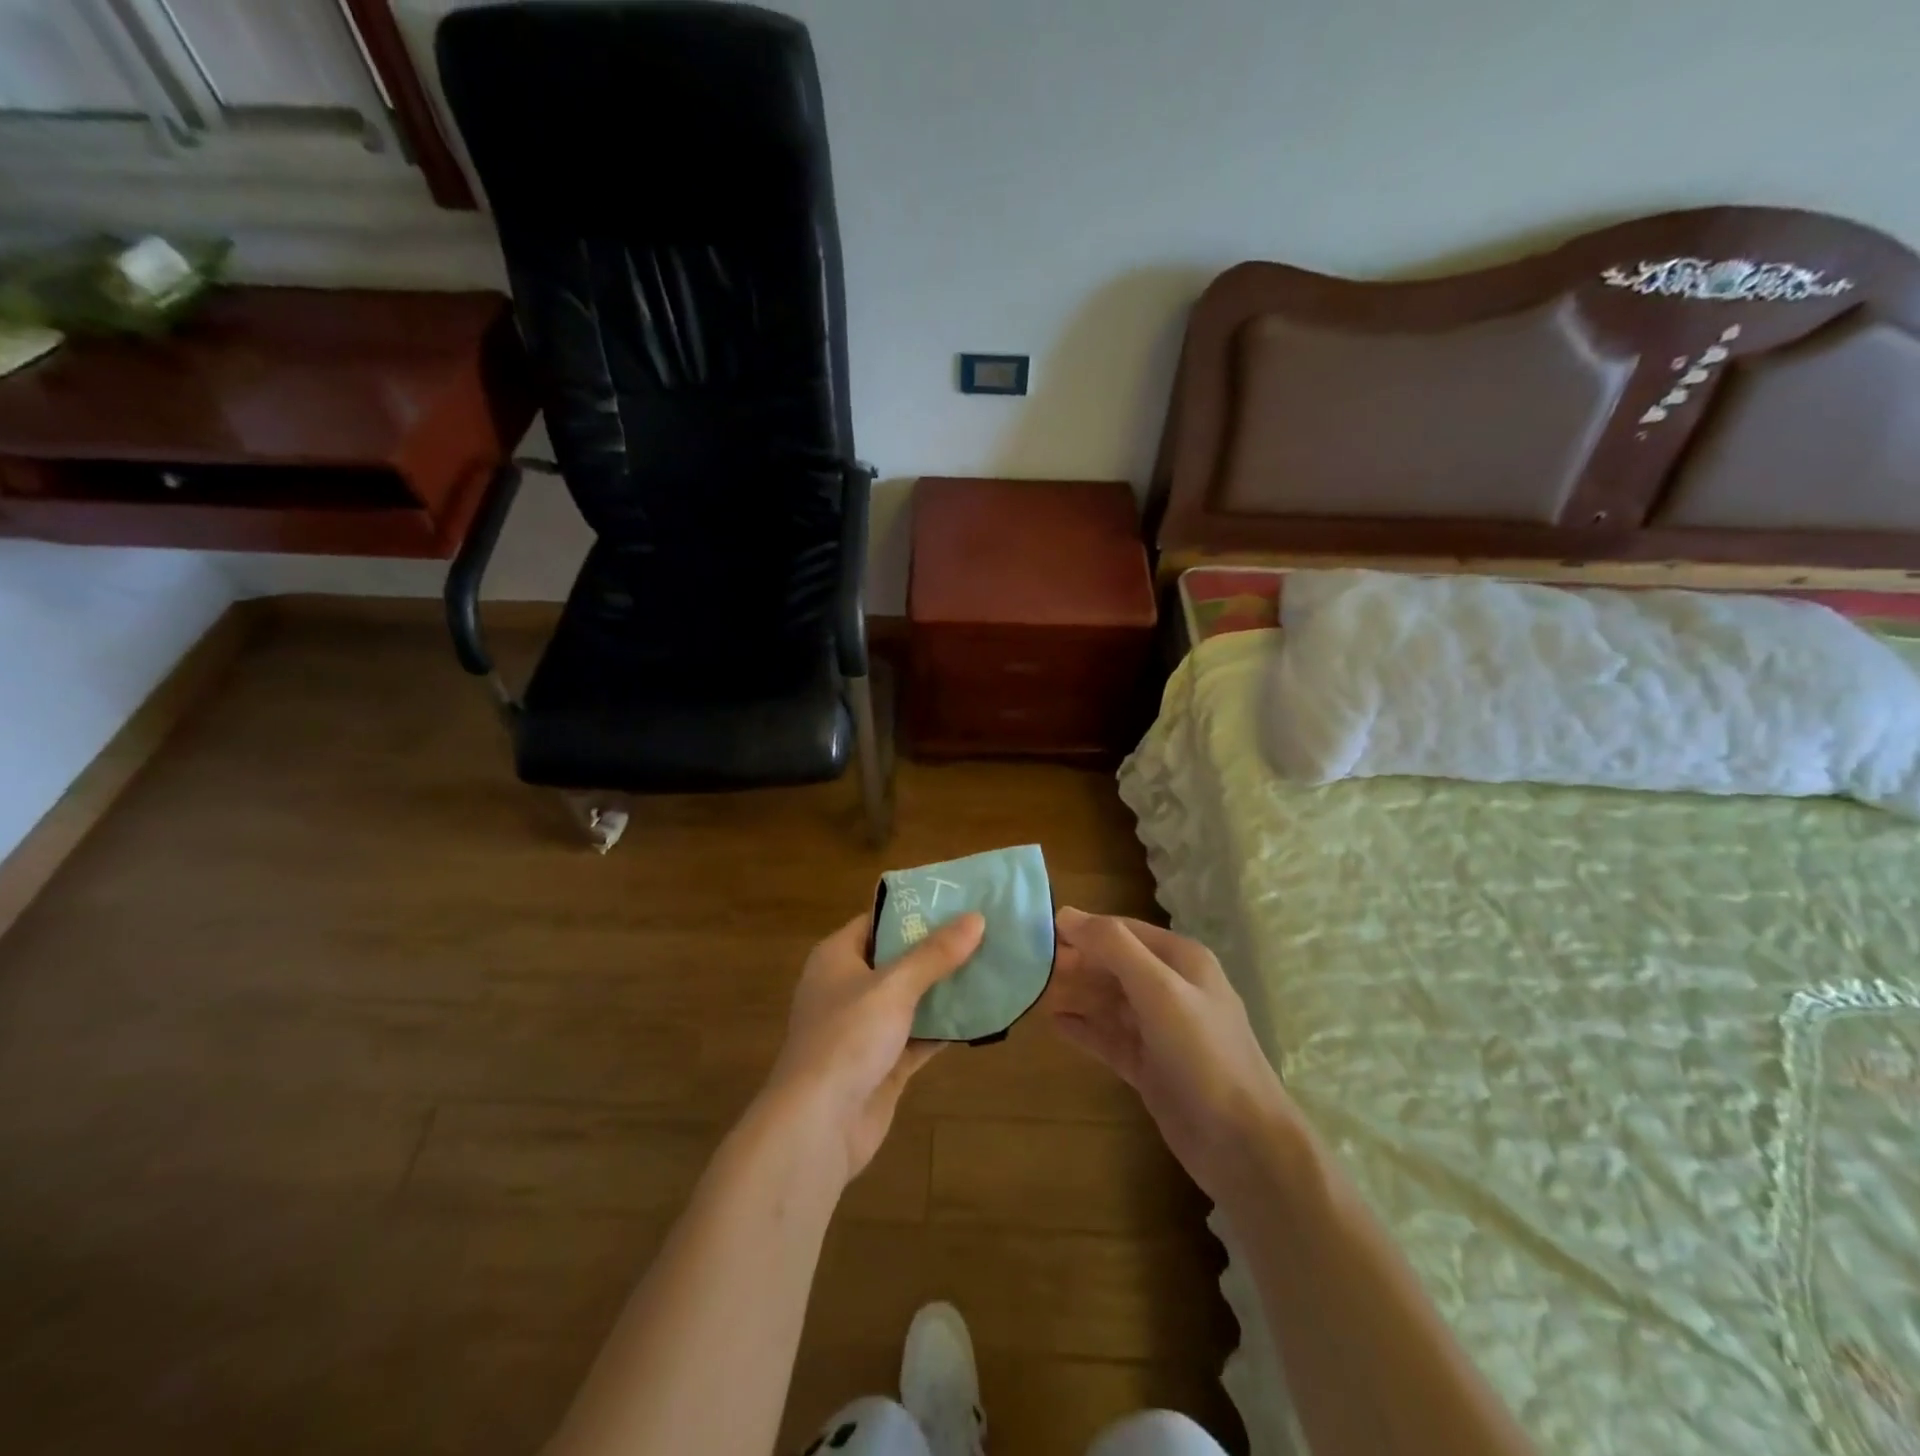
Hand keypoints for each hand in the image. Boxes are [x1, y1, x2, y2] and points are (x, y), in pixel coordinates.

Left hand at [762, 910, 985, 1186]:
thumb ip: (935, 954)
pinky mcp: (881, 1064)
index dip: (915, 910)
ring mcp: (864, 1028)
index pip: (878, 921)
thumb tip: (976, 918)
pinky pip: (918, 1036)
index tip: (957, 900)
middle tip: (984, 932)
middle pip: (898, 959)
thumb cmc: (847, 1038)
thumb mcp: (893, 986)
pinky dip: (944, 1028)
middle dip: (938, 949)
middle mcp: (848, 987)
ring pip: (911, 999)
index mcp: (837, 957)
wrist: (817, 1125)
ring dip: (945, 989)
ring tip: (991, 966)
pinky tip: (981, 1015)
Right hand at [1046, 907, 1295, 1203]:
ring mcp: (1160, 1029)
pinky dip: (1085, 1029)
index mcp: (1181, 960)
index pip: (1123, 931)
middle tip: (1029, 965)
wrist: (1242, 1144)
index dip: (1084, 929)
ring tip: (1034, 991)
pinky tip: (1055, 1025)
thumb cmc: (1202, 1054)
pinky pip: (1110, 1038)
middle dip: (1076, 962)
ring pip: (1109, 1001)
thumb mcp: (1159, 990)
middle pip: (1114, 964)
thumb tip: (1066, 913)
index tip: (1039, 932)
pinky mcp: (1150, 1065)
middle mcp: (1171, 988)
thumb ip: (1114, 947)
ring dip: (1076, 994)